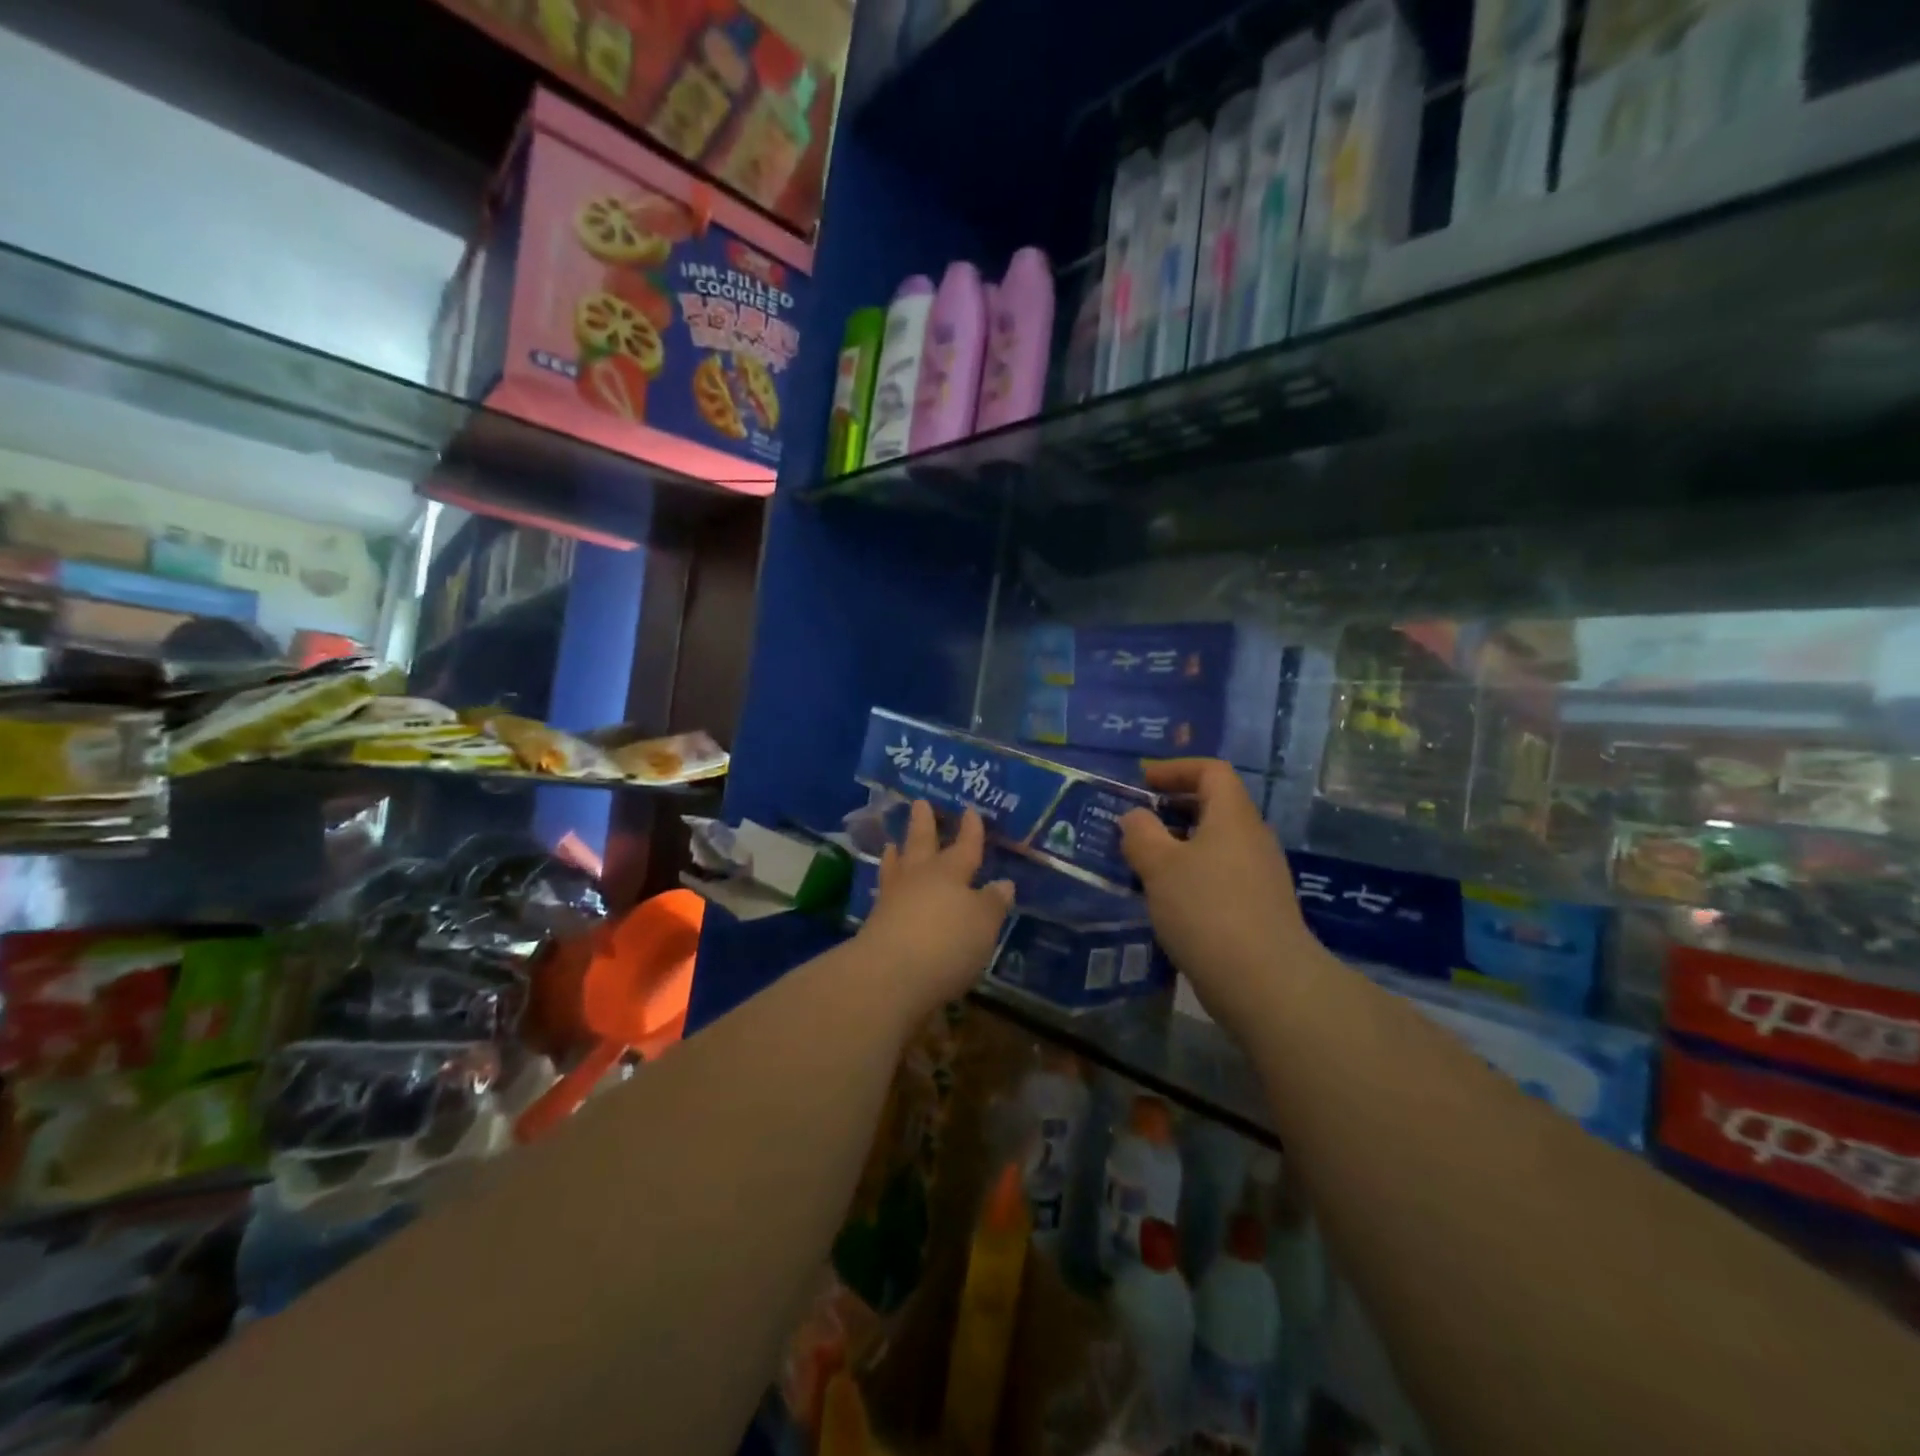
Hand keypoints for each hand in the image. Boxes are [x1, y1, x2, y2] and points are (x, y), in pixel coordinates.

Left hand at [854, 801, 1013, 1023]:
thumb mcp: (983, 923)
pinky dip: (887, 884)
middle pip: (922, 844)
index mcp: (950, 872)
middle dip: (924, 824)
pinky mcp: (875, 924)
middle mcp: (920, 878)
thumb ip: (992, 902)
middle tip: (920, 803)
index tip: (970, 810)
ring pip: (897, 867)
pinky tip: (887, 890)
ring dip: (897, 853)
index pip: (965, 846)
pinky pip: (884, 893)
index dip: (970, 830)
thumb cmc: (947, 942)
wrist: (890, 975)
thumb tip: (1003, 883)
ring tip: (893, 843)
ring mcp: (893, 899)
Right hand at [1120, 759, 1321, 1043]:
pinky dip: (1192, 873)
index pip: (1211, 771)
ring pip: (1216, 843)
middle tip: (1136, 821)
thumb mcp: (1159, 866)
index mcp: (1233, 817)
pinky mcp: (1259, 908)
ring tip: (1144, 862)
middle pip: (1215, 805)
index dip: (1175, 768)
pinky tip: (1168, 898)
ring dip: (1179, 844)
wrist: (1265, 983)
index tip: (1142, 781)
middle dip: (1173, 807)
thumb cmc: (1207, 910)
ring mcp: (1261, 875)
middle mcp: (1252, 838)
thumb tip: (1135, 817)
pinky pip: (1221, 873)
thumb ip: (1141, 834)